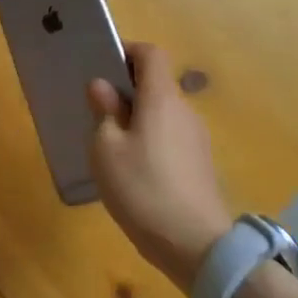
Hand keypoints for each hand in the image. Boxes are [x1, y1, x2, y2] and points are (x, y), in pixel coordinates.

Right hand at [88, 42, 230, 291]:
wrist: (196, 246)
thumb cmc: (143, 188)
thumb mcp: (106, 149)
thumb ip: (104, 112)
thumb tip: (103, 86)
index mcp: (161, 98)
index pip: (151, 54)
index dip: (128, 52)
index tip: (103, 66)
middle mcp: (184, 111)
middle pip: (157, 84)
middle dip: (127, 89)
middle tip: (97, 109)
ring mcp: (196, 139)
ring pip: (163, 113)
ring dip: (138, 117)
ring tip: (110, 143)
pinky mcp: (200, 164)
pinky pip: (170, 137)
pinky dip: (150, 140)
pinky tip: (133, 169)